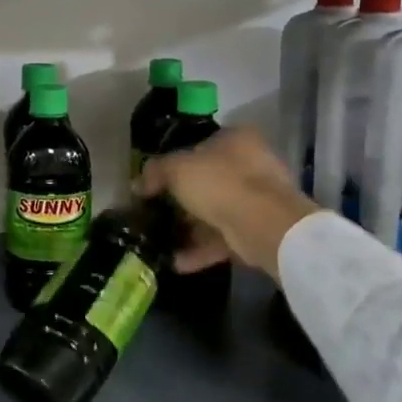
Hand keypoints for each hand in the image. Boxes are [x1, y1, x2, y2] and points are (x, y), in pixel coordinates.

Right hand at [136, 126, 318, 277]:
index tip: (155, 181)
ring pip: (214, 212)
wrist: (263, 224)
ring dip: (189, 228)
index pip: (199, 145)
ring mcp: (257, 199)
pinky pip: (223, 238)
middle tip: (155, 212)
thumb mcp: (176, 169)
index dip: (174, 162)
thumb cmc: (219, 183)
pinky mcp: (257, 230)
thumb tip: (138, 184)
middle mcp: (251, 164)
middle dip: (181, 200)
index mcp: (235, 139)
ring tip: (161, 241)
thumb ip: (155, 172)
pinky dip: (201, 250)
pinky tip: (176, 262)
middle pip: (207, 181)